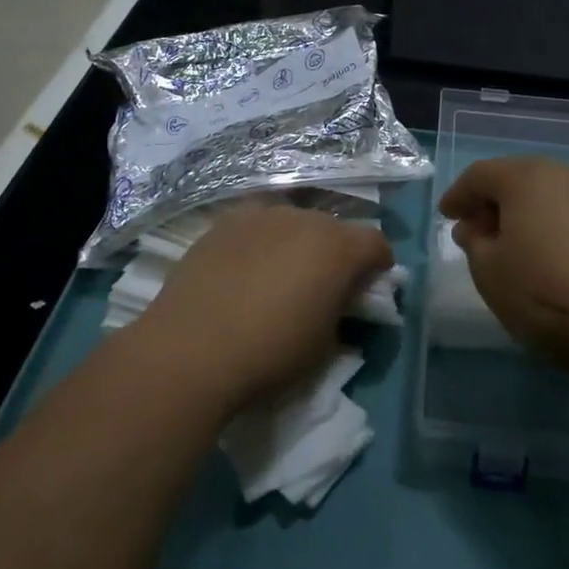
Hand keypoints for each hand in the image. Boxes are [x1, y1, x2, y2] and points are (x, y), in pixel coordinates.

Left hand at [140, 204, 392, 412]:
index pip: (376, 243)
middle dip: (336, 253)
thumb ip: (341, 310)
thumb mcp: (325, 344)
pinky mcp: (225, 222)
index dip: (378, 265)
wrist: (190, 350)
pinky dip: (261, 241)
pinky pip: (257, 225)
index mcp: (338, 247)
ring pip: (294, 223)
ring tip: (279, 276)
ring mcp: (262, 215)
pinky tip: (245, 269)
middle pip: (334, 228)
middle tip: (323, 285)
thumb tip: (340, 300)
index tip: (368, 288)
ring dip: (298, 244)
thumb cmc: (270, 353)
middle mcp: (304, 219)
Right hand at [439, 156, 568, 379]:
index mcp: (526, 177)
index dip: (459, 195)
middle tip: (478, 229)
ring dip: (528, 214)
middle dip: (494, 201)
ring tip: (516, 245)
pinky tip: (554, 256)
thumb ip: (475, 242)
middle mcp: (565, 174)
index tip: (446, 215)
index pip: (480, 176)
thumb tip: (477, 227)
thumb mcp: (490, 272)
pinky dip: (557, 226)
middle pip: (518, 179)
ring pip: (551, 195)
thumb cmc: (545, 293)